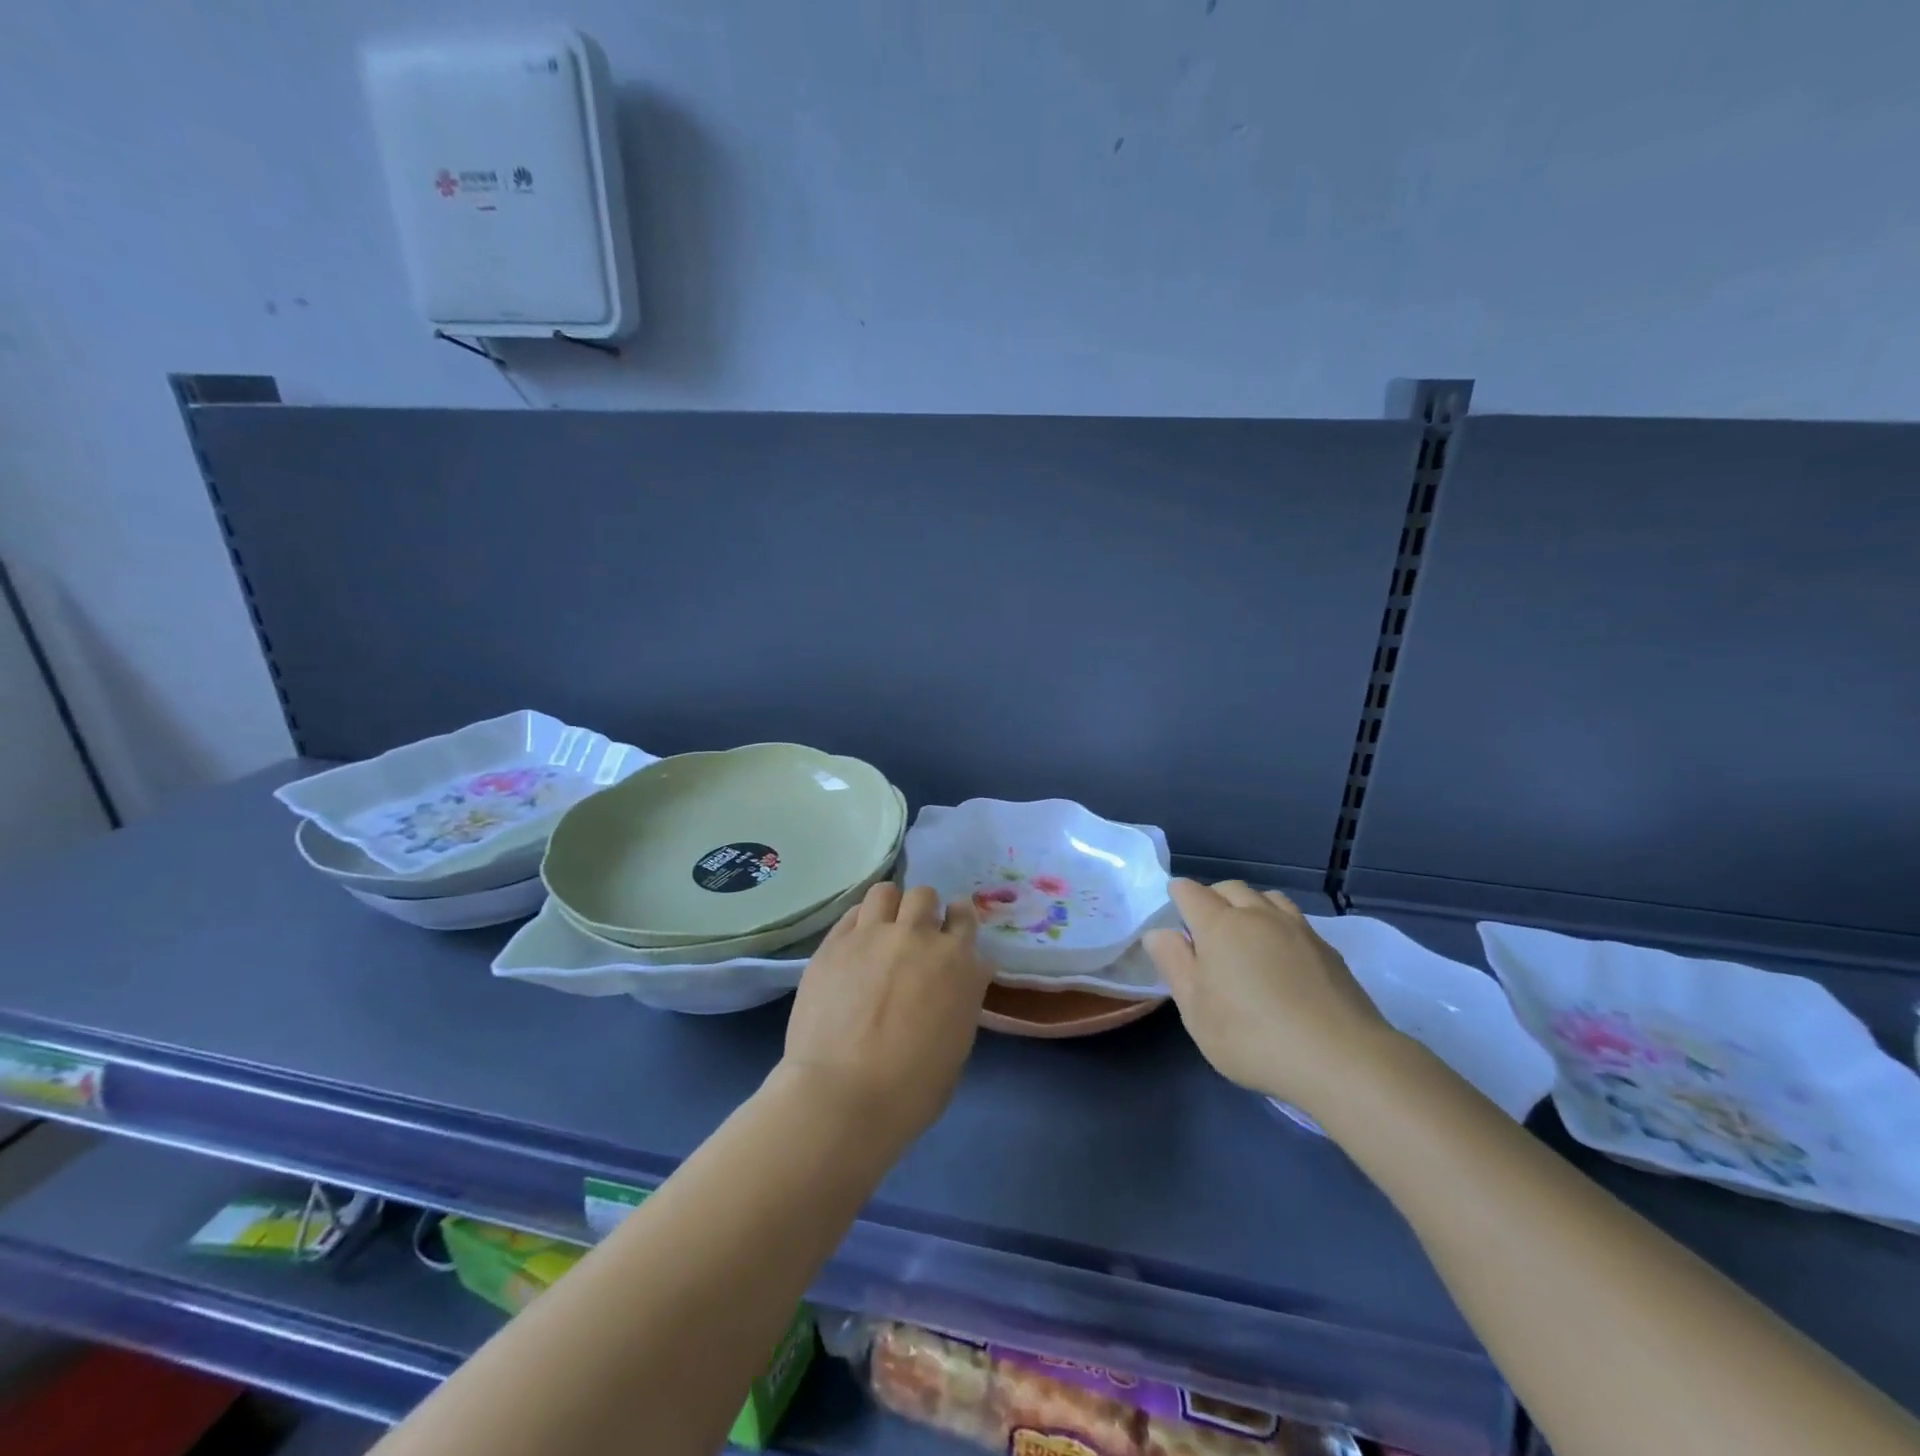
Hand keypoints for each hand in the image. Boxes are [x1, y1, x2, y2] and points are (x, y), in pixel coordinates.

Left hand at [779, 883, 993, 1151]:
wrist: (844, 1095)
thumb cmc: (912, 1089)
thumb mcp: (957, 1043)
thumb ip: (960, 997)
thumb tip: (958, 978)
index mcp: (958, 963)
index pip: (965, 917)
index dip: (957, 920)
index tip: (950, 932)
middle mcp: (919, 936)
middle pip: (925, 896)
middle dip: (923, 911)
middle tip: (914, 936)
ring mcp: (873, 935)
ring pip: (886, 891)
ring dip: (890, 906)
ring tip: (882, 929)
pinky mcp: (835, 943)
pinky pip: (853, 912)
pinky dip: (860, 921)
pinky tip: (855, 942)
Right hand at [1144, 880, 1397, 1115]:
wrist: (1341, 1058)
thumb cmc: (1252, 1035)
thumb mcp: (1195, 1009)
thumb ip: (1174, 964)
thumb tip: (1158, 932)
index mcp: (1219, 925)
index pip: (1190, 892)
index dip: (1177, 895)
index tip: (1173, 910)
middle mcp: (1258, 915)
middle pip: (1230, 888)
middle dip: (1212, 898)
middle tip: (1205, 929)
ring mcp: (1297, 929)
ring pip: (1267, 898)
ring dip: (1250, 906)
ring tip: (1247, 936)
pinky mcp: (1327, 950)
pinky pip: (1294, 921)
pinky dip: (1279, 926)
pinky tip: (1282, 957)